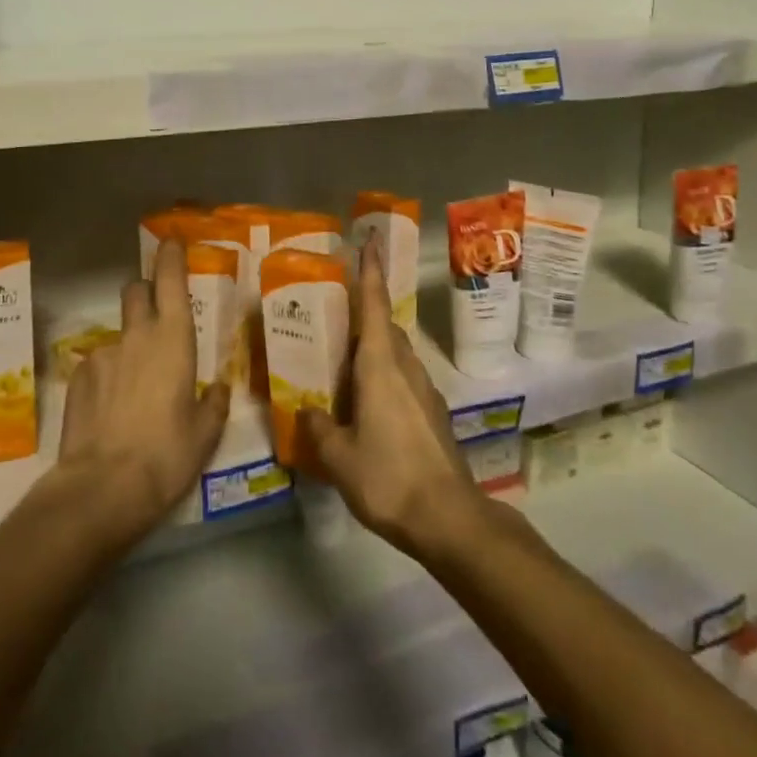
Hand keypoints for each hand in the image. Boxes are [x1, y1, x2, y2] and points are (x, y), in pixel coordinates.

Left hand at [54, 238, 231, 548]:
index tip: (172, 243)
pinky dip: (107, 376)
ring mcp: (103, 353)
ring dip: (129, 346)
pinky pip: (98, 364)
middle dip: (146, 292)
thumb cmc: (166, 455)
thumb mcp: (205, 434)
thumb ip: (214, 404)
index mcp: (174, 339)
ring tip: (134, 389)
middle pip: (137, 291)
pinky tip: (110, 410)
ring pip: (118, 333)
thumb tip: (218, 388)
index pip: (170, 280)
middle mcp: (137, 335)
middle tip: (157, 317)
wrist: (101, 488)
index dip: (171, 256)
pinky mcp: (77, 377)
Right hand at [302, 238, 486, 560]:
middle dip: (364, 313)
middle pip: (384, 326)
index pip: (373, 305)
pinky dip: (384, 375)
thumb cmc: (388, 477)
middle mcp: (405, 367)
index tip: (369, 240)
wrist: (448, 516)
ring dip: (374, 347)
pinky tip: (368, 403)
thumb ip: (320, 428)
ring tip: (344, 360)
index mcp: (380, 365)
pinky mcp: (433, 412)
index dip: (370, 271)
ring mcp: (424, 389)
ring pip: (395, 353)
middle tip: (334, 314)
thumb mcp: (339, 457)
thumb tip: (308, 410)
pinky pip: (403, 378)